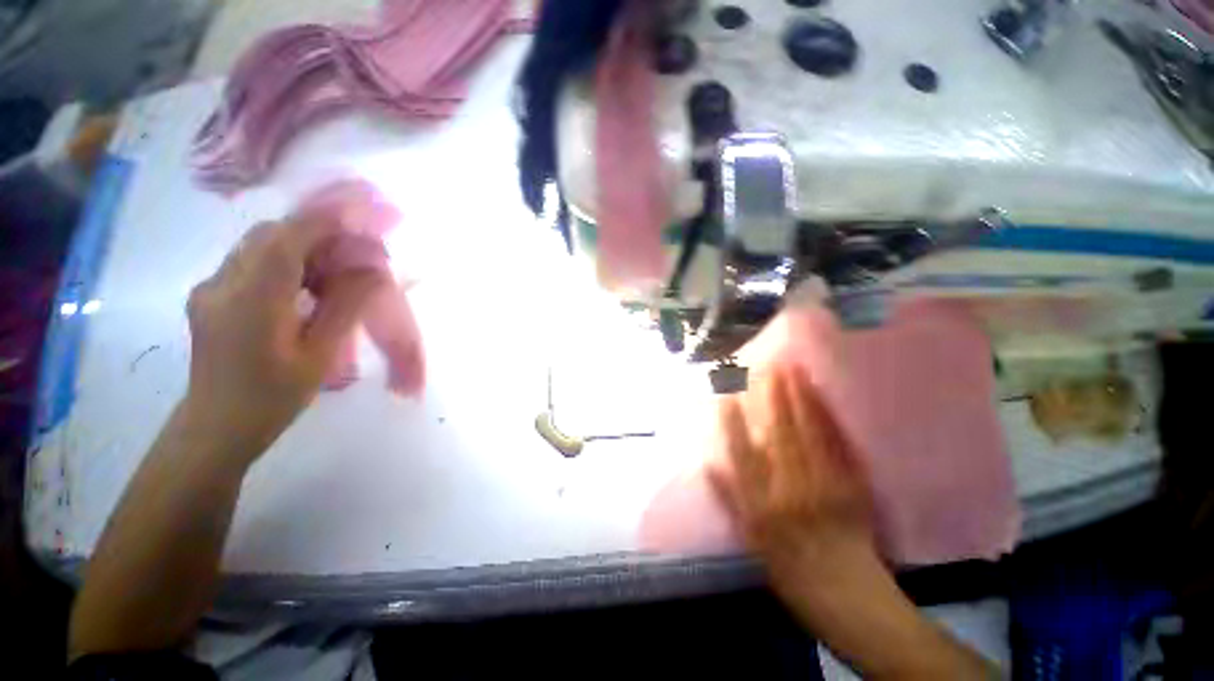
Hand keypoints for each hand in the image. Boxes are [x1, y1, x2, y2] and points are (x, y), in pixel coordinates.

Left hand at [183, 217, 389, 462]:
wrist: (216, 428)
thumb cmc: (272, 398)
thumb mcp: (319, 356)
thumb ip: (344, 308)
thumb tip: (373, 272)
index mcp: (250, 301)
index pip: (287, 241)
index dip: (325, 220)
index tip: (361, 209)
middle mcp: (222, 284)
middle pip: (270, 236)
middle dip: (316, 228)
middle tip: (356, 240)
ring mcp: (212, 288)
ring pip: (260, 245)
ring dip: (302, 242)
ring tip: (338, 261)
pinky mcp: (212, 295)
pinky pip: (252, 261)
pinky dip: (286, 258)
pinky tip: (308, 280)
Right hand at [707, 364, 880, 617]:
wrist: (845, 594)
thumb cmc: (789, 569)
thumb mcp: (750, 539)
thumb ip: (729, 498)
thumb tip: (709, 462)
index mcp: (761, 506)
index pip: (742, 454)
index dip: (733, 422)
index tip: (727, 395)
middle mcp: (791, 491)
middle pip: (780, 436)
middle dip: (774, 398)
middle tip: (770, 366)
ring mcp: (824, 487)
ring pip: (810, 435)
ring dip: (802, 400)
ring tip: (795, 371)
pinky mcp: (852, 488)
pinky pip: (839, 448)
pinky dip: (830, 420)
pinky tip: (823, 400)